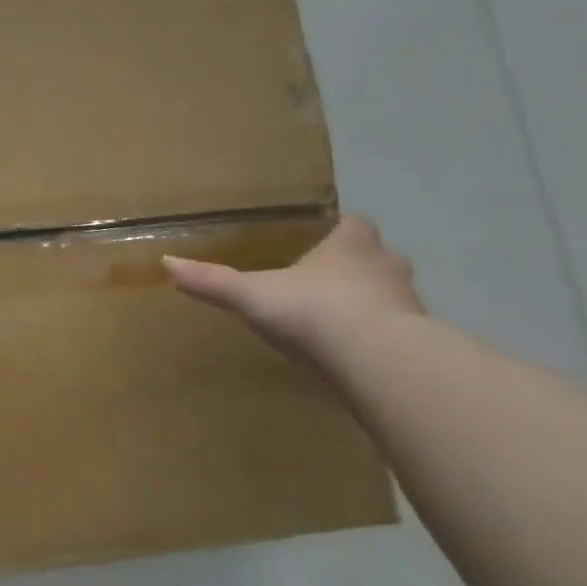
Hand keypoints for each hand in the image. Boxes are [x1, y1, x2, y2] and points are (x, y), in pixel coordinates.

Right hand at [162, 215, 422, 358]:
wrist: (377, 360)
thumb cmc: (314, 311)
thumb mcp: (251, 295)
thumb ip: (212, 280)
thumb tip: (166, 262)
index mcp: (352, 242)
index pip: (353, 225)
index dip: (338, 233)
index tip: (318, 245)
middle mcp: (387, 264)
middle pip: (374, 258)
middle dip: (354, 269)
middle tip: (321, 285)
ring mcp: (410, 303)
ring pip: (389, 296)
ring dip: (369, 305)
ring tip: (336, 324)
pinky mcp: (420, 342)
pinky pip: (397, 333)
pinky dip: (378, 339)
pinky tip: (354, 356)